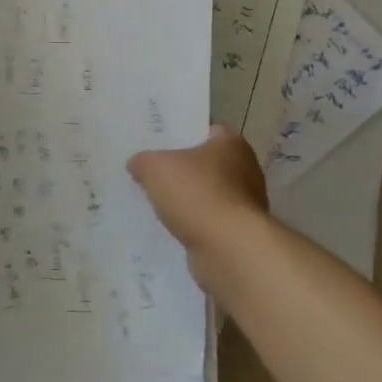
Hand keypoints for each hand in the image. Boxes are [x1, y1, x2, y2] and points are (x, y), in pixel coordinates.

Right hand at [128, 124, 269, 265]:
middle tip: (150, 170)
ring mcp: (244, 206)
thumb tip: (137, 164)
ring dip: (186, 200)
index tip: (157, 141)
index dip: (180, 133)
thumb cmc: (197, 194)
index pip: (204, 130)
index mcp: (231, 144)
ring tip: (154, 202)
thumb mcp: (155, 167)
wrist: (228, 251)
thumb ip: (143, 160)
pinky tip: (169, 228)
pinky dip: (192, 225)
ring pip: (206, 195)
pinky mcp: (238, 235)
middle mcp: (245, 171)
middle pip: (204, 164)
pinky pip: (208, 223)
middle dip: (180, 169)